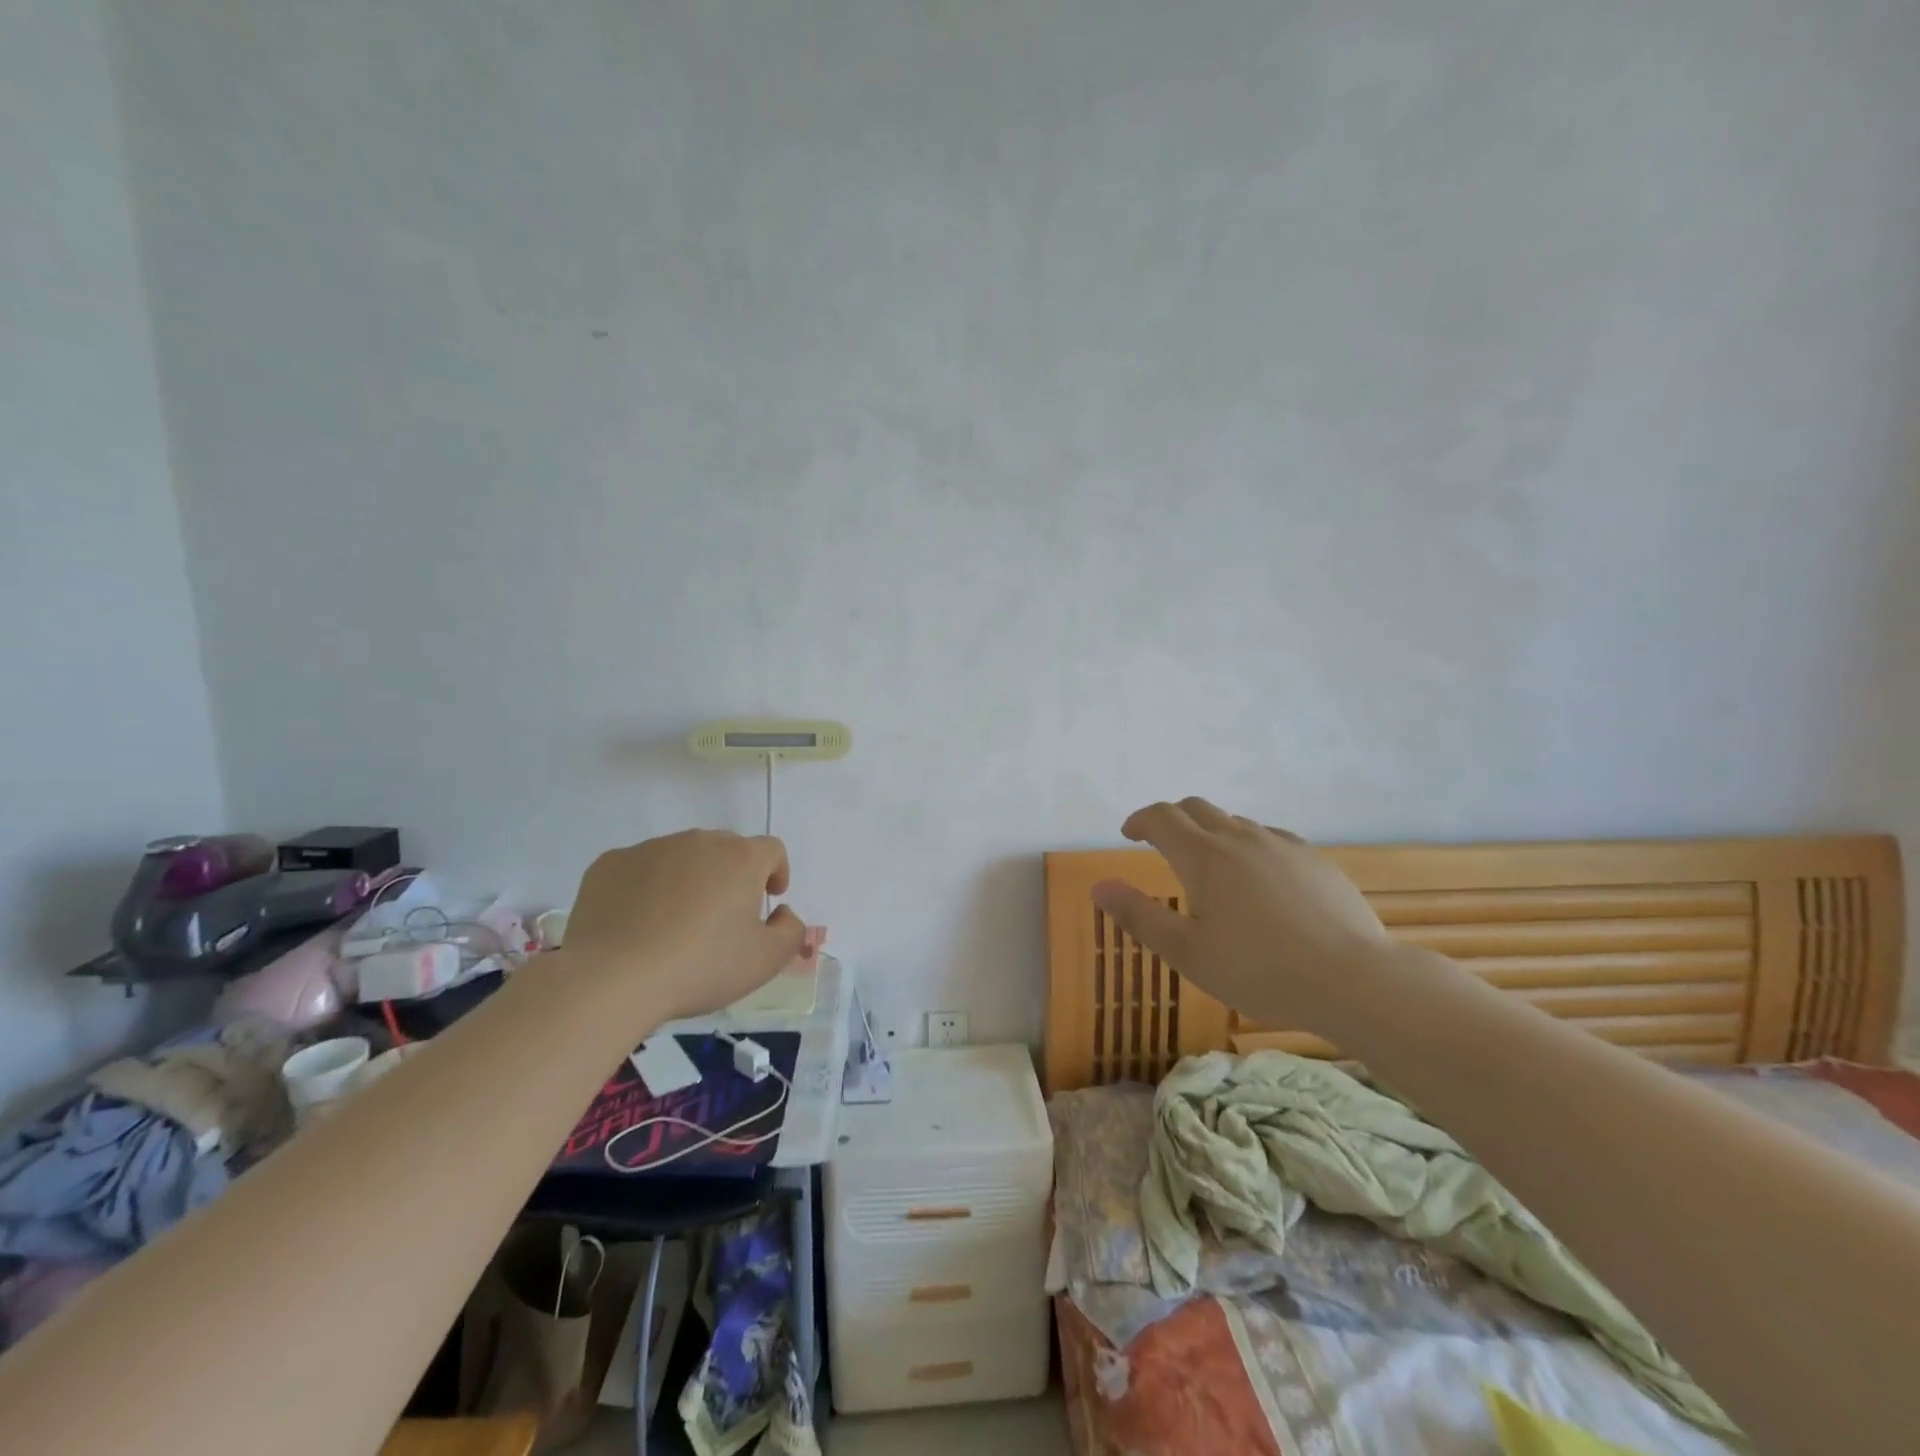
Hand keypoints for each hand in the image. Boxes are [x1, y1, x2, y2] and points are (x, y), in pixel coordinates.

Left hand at [559, 830, 810, 1024]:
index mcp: (740, 858)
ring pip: (682, 856)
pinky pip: (639, 868)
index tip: (769, 897)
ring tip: (675, 922)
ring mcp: (650, 848)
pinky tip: (637, 923)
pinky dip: (646, 887)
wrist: (611, 979)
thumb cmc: (700, 967)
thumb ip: (791, 931)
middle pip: (726, 848)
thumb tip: (782, 913)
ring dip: (689, 878)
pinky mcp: (610, 863)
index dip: (776, 871)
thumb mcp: (764, 961)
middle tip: (722, 915)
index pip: (771, 850)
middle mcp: (698, 841)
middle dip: (731, 874)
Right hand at [1092, 797, 1392, 1033]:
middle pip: (1197, 808)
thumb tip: (1099, 887)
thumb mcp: (1186, 952)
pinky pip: (1270, 838)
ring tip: (1209, 865)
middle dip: (1172, 818)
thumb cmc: (1258, 969)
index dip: (1140, 820)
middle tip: (1160, 842)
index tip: (1129, 833)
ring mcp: (1282, 845)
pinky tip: (1259, 877)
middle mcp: (1240, 838)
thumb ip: (1139, 916)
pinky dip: (1249, 845)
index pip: (1162, 818)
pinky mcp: (1315, 859)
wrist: (1352, 979)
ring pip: (1235, 822)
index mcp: (1203, 856)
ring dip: (1211, 831)